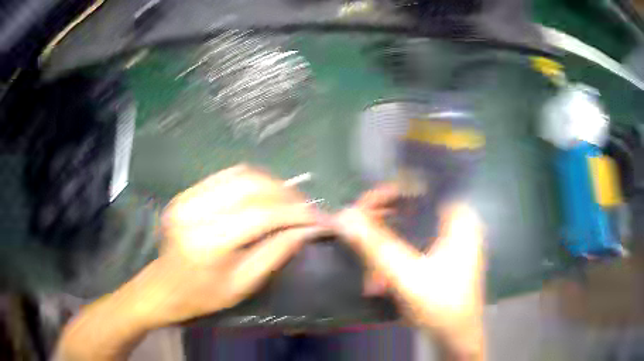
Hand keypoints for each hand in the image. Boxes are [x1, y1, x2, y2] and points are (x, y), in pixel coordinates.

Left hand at [56, 165, 321, 360]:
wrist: (163, 287)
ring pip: (241, 174)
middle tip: (306, 206)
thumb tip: (307, 229)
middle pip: (252, 186)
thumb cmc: (203, 296)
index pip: (262, 214)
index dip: (295, 212)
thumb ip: (276, 253)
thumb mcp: (244, 284)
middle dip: (286, 193)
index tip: (318, 217)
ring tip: (289, 199)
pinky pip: (226, 176)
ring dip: (272, 183)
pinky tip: (265, 193)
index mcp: (209, 242)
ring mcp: (188, 198)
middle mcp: (196, 211)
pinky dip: (252, 181)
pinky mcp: (186, 193)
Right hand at [333, 190, 484, 359]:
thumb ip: (375, 245)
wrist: (457, 337)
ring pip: (409, 228)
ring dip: (384, 246)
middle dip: (380, 224)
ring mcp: (449, 239)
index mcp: (459, 217)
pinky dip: (393, 258)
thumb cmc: (441, 305)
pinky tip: (378, 280)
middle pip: (411, 206)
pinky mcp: (441, 255)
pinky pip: (411, 244)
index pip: (420, 186)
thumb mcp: (406, 275)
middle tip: (355, 234)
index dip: (388, 192)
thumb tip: (343, 215)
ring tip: (367, 269)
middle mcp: (456, 221)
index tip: (361, 207)